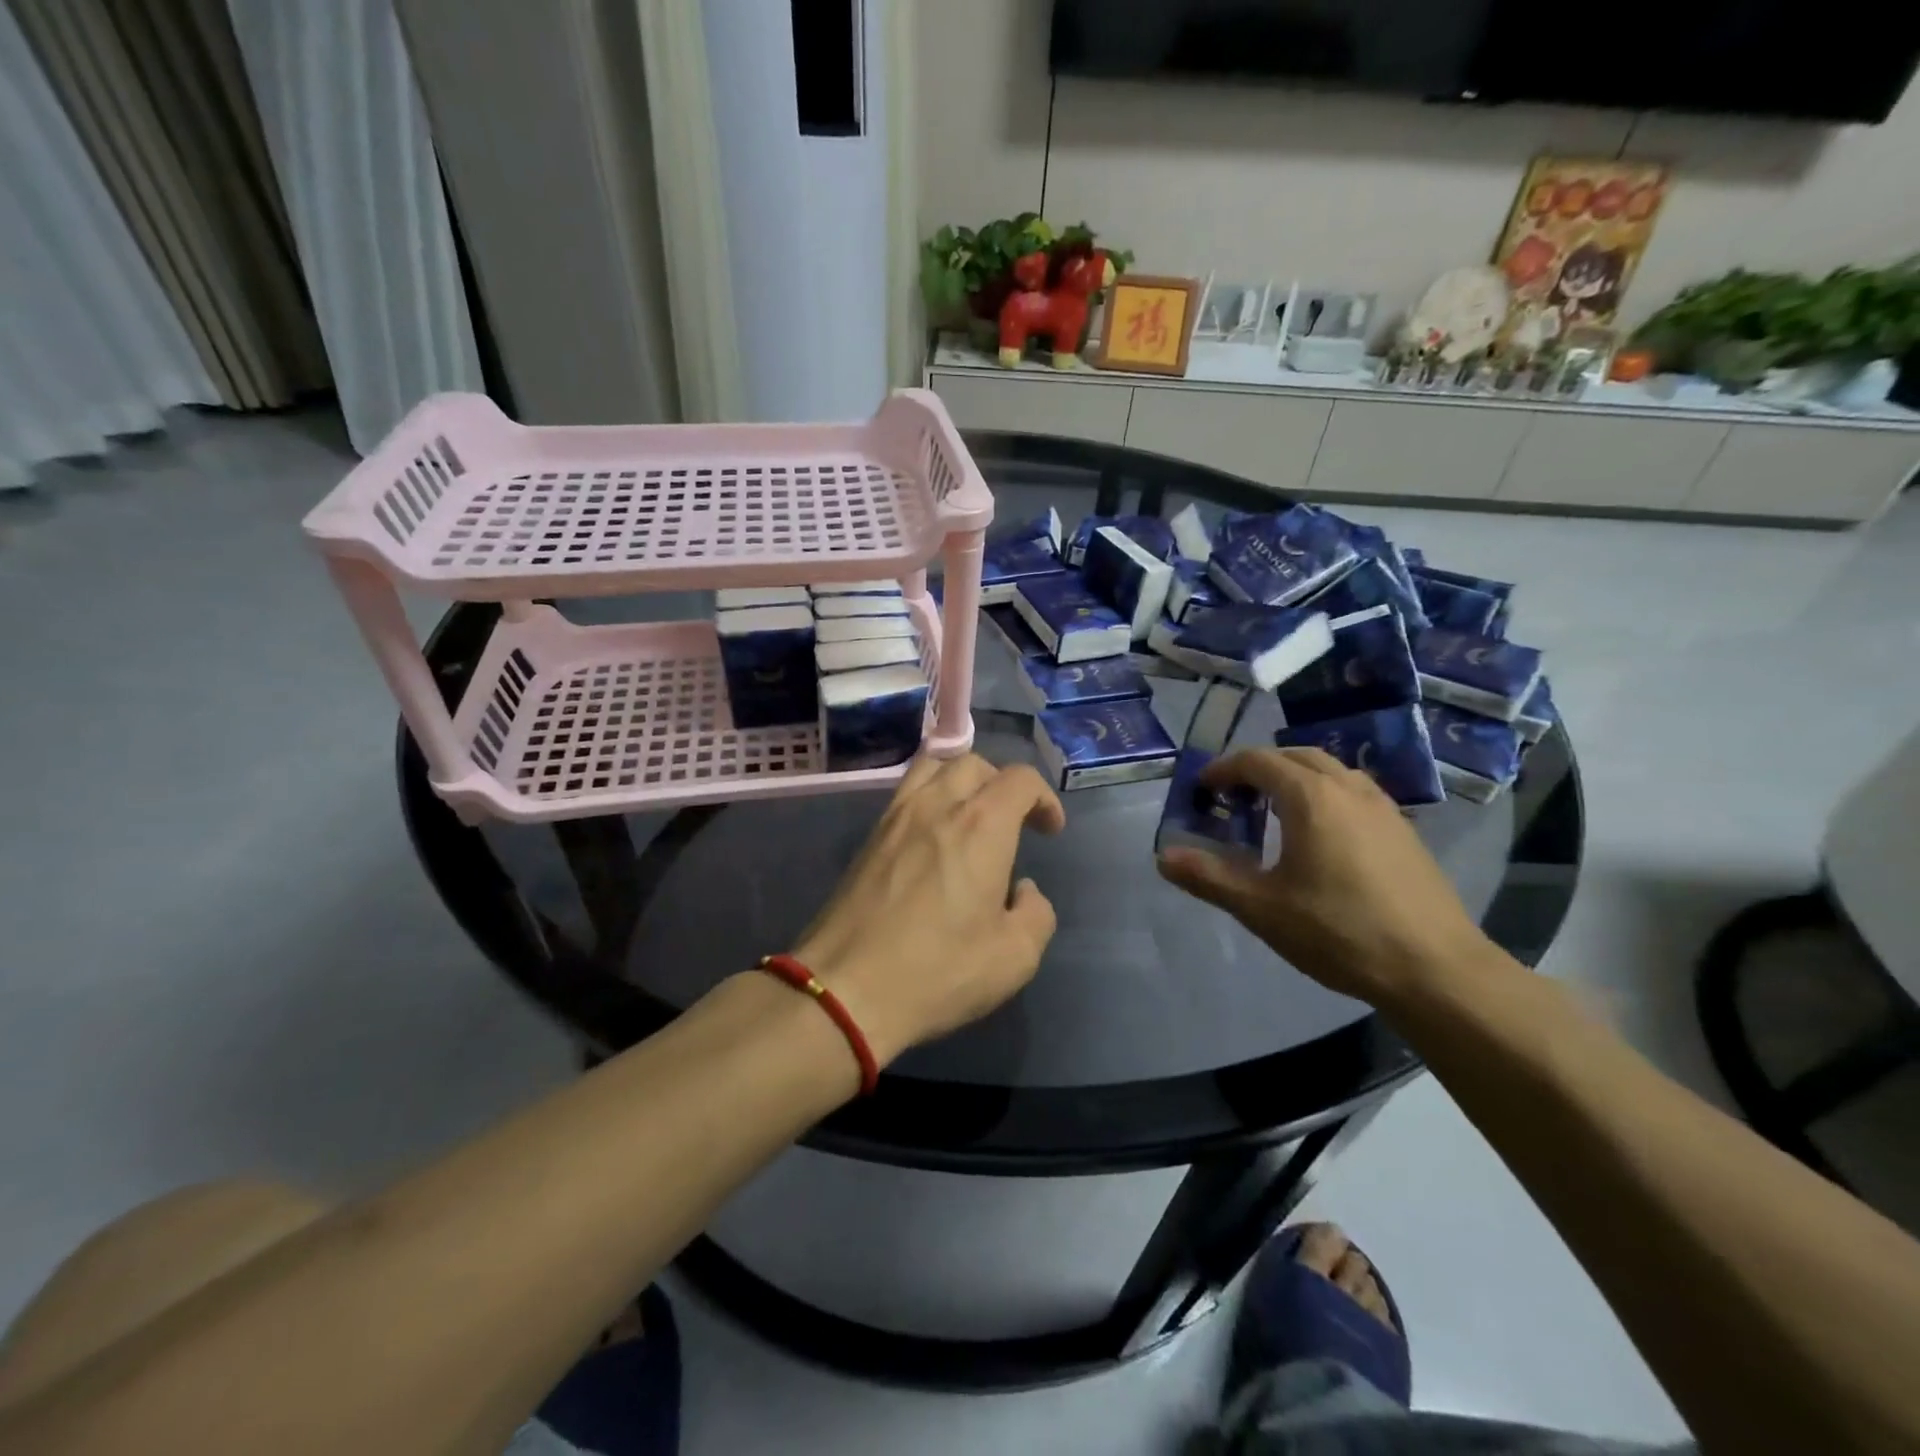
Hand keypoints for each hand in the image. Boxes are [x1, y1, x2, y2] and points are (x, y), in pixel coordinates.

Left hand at [793, 754, 1065, 1064]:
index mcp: (981, 825)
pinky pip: (906, 792)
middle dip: (1003, 785)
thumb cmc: (938, 970)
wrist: (845, 987)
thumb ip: (1035, 914)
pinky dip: (930, 796)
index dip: (1044, 799)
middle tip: (1014, 822)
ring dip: (962, 780)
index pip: (1020, 779)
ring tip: (970, 815)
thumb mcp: (1014, 957)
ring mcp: (896, 816)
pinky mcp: (869, 837)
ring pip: (933, 767)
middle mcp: (937, 805)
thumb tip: (1022, 890)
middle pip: (976, 764)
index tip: (1050, 831)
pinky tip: (933, 836)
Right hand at [1156, 747, 1504, 1008]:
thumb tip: (1163, 857)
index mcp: (1311, 797)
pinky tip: (1321, 837)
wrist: (1437, 969)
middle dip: (1259, 767)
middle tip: (1234, 795)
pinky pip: (1354, 794)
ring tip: (1274, 811)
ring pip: (1331, 772)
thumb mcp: (1262, 908)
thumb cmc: (1340, 932)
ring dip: (1296, 778)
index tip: (1202, 788)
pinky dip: (1325, 796)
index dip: (1224, 768)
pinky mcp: (1404, 832)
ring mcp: (1383, 808)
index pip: (1258, 761)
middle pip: (1296, 756)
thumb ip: (1209, 877)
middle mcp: (1348, 789)